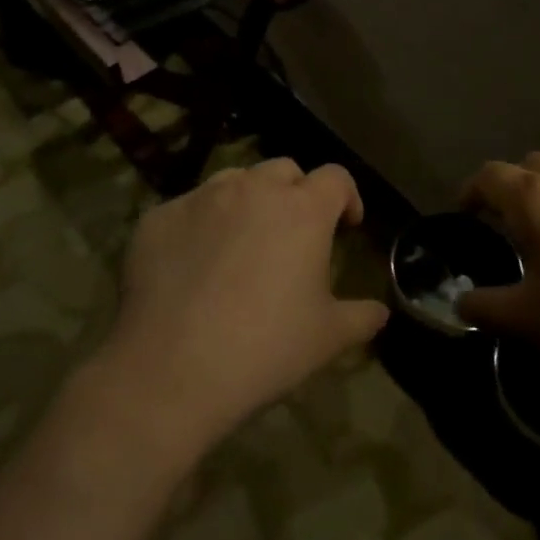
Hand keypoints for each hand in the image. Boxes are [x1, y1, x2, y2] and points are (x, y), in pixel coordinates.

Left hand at [97, 159, 388, 456]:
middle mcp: (253, 188)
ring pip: (234, 181)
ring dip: (247, 201)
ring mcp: (202, 198)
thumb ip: (361, 317)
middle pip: (284, 170)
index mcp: (302, 209)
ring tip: (242, 243)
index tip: (346, 225)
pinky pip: (188, 209)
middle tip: (293, 234)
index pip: (336, 177)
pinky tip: (193, 266)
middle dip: (296, 193)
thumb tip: (380, 312)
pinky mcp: (159, 217)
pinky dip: (200, 226)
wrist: (172, 369)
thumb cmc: (265, 348)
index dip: (346, 196)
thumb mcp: (327, 338)